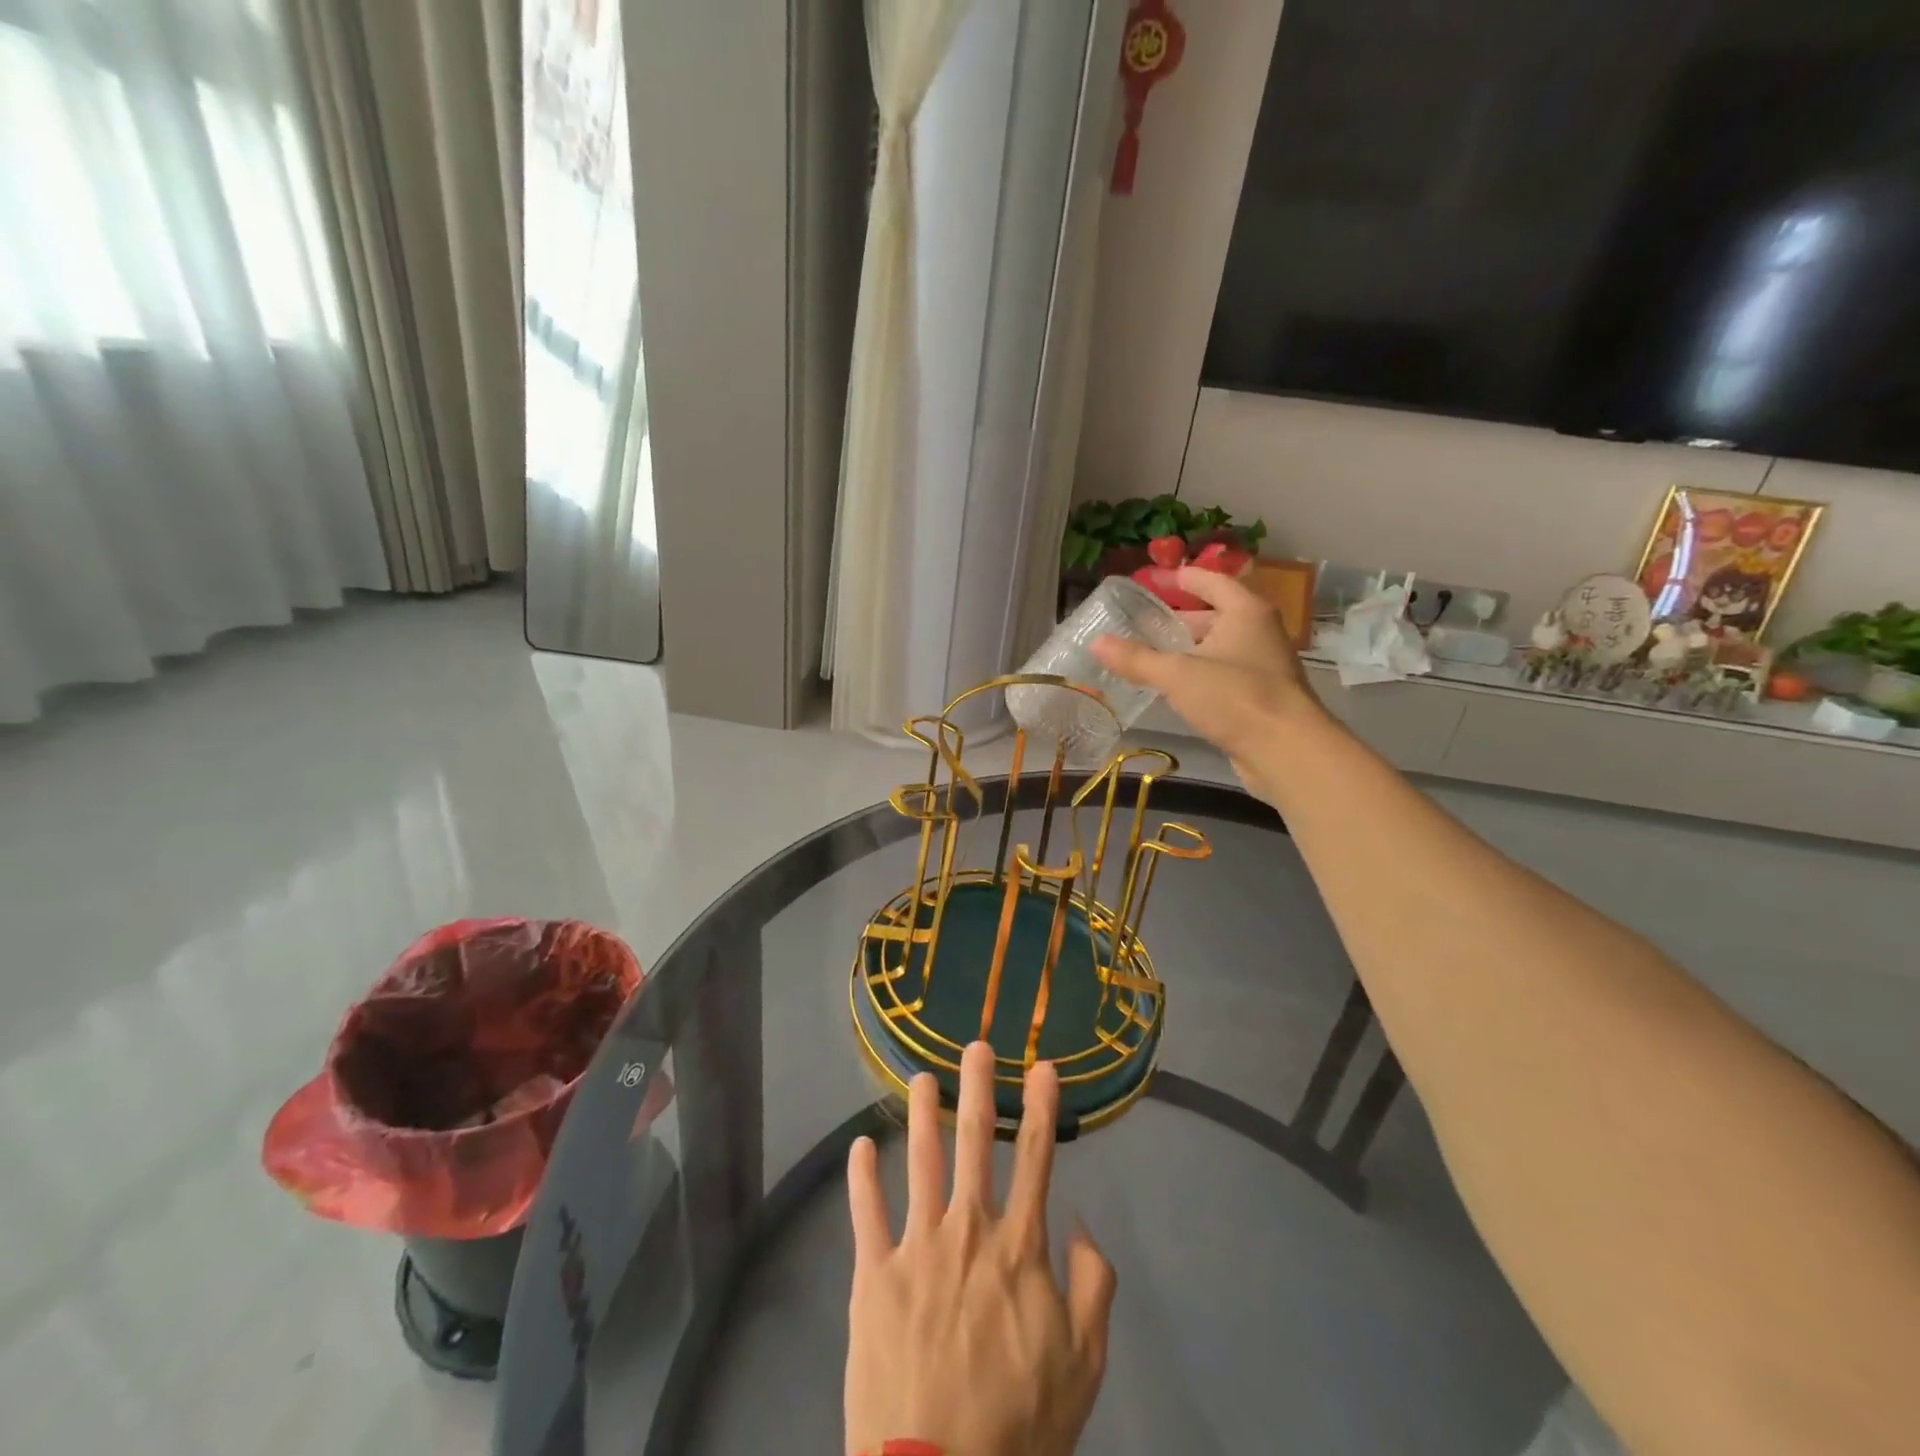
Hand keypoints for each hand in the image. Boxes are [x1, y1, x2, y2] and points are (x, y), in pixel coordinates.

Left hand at [844, 1042, 1116, 1455]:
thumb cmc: (1018, 1425)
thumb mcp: (1083, 1364)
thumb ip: (1093, 1287)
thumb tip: (1080, 1224)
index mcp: (1019, 1246)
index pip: (1035, 1157)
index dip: (1041, 1106)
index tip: (1042, 1066)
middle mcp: (968, 1229)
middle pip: (974, 1141)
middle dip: (978, 1086)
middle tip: (977, 1045)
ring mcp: (916, 1246)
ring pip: (920, 1159)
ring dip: (922, 1112)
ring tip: (922, 1077)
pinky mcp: (872, 1274)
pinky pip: (865, 1211)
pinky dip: (862, 1175)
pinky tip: (862, 1145)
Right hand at [1093, 565, 1322, 797]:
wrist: (1285, 751)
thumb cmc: (1234, 697)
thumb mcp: (1177, 674)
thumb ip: (1136, 658)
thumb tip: (1096, 642)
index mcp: (1245, 612)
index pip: (1212, 582)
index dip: (1185, 578)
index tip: (1159, 577)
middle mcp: (1259, 632)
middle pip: (1215, 615)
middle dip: (1180, 618)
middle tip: (1143, 622)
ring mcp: (1262, 666)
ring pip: (1218, 648)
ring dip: (1188, 649)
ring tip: (1151, 654)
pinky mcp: (1260, 697)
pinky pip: (1222, 675)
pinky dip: (1199, 675)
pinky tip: (1174, 688)